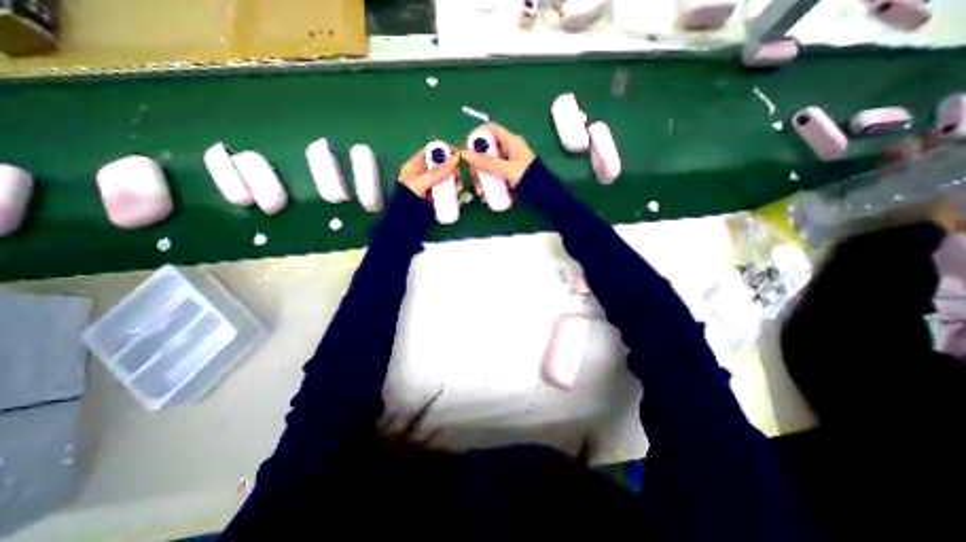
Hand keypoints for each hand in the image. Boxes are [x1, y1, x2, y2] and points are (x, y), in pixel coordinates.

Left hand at [398, 145, 460, 198]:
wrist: (407, 223)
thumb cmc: (408, 200)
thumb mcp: (421, 183)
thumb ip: (438, 172)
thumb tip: (455, 159)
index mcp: (415, 166)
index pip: (431, 153)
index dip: (444, 151)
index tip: (457, 154)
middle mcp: (425, 175)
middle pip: (442, 166)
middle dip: (452, 170)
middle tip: (457, 174)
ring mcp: (432, 187)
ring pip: (448, 180)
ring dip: (456, 183)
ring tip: (458, 189)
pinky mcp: (438, 199)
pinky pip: (449, 193)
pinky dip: (455, 194)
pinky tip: (457, 198)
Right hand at [461, 122, 535, 188]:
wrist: (546, 196)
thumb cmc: (530, 179)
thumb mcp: (507, 170)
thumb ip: (487, 163)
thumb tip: (465, 154)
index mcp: (511, 142)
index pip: (490, 129)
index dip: (476, 136)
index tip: (466, 151)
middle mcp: (508, 150)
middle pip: (486, 149)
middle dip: (477, 163)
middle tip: (473, 177)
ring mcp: (508, 163)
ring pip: (488, 165)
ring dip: (481, 177)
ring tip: (480, 191)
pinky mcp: (508, 175)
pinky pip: (494, 176)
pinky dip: (488, 183)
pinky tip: (486, 194)